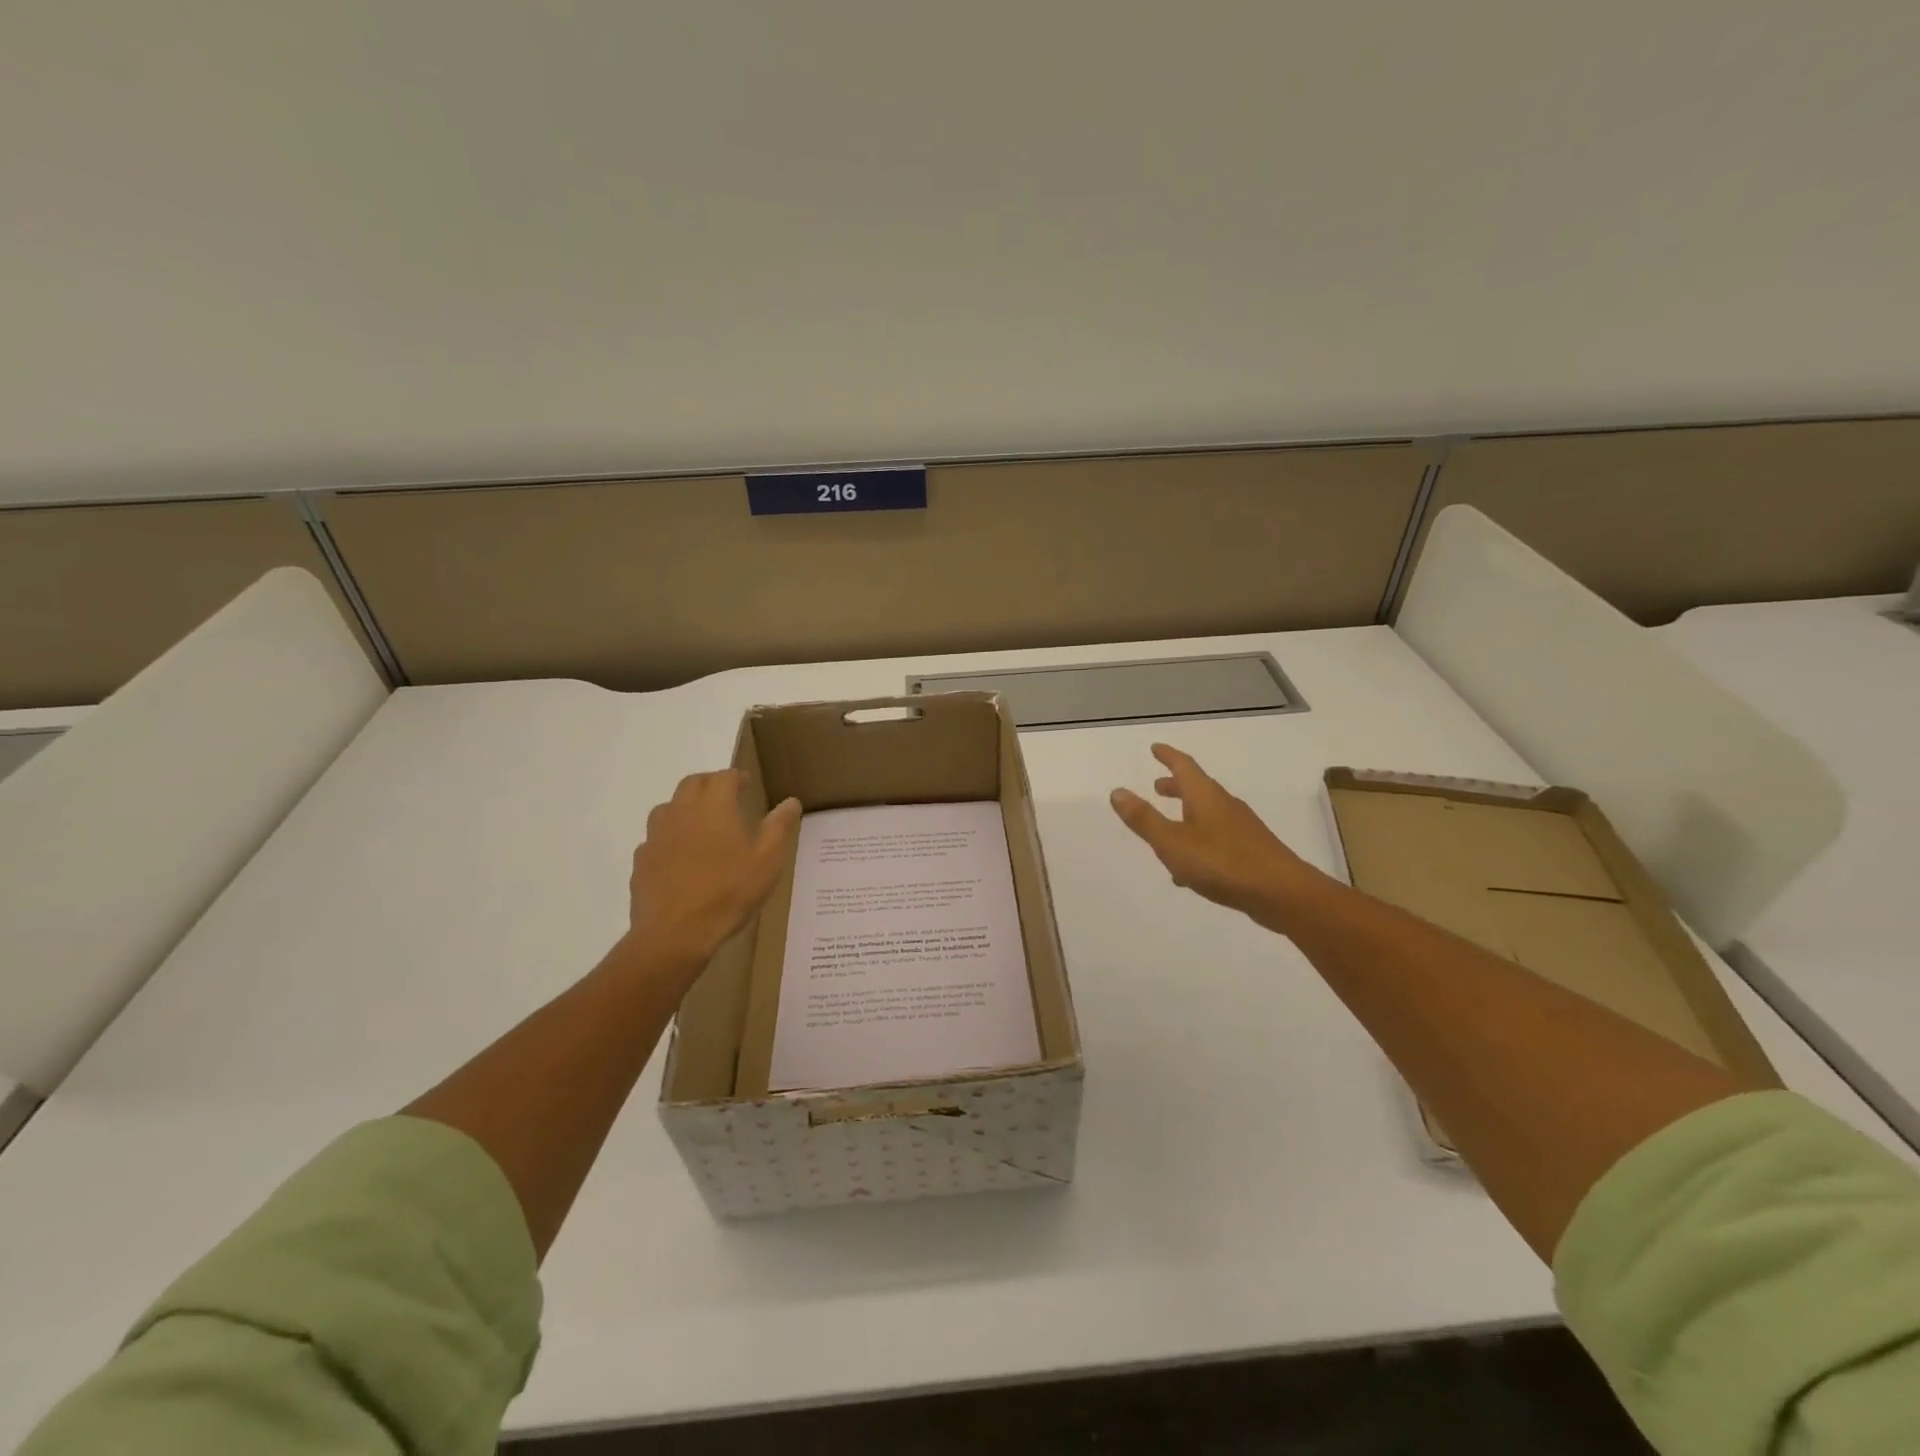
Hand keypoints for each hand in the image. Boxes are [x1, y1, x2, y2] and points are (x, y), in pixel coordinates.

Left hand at [625, 771, 801, 969]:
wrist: (675, 933)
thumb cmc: (729, 892)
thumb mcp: (767, 860)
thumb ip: (779, 826)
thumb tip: (791, 801)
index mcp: (714, 806)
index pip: (724, 776)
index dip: (737, 778)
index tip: (747, 785)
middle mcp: (682, 811)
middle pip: (693, 783)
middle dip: (710, 784)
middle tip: (726, 797)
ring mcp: (656, 834)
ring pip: (669, 806)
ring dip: (686, 806)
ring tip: (702, 824)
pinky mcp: (642, 858)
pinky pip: (656, 836)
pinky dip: (670, 836)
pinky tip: (680, 856)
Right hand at [1110, 743, 1322, 926]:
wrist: (1281, 893)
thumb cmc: (1222, 862)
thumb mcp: (1172, 842)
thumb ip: (1144, 819)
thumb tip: (1118, 791)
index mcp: (1205, 797)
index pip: (1184, 766)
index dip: (1168, 756)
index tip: (1155, 748)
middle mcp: (1225, 806)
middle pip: (1198, 789)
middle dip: (1176, 786)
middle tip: (1157, 786)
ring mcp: (1241, 829)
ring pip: (1207, 814)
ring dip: (1186, 814)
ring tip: (1168, 827)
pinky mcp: (1251, 851)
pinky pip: (1217, 838)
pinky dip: (1198, 841)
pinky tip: (1188, 870)